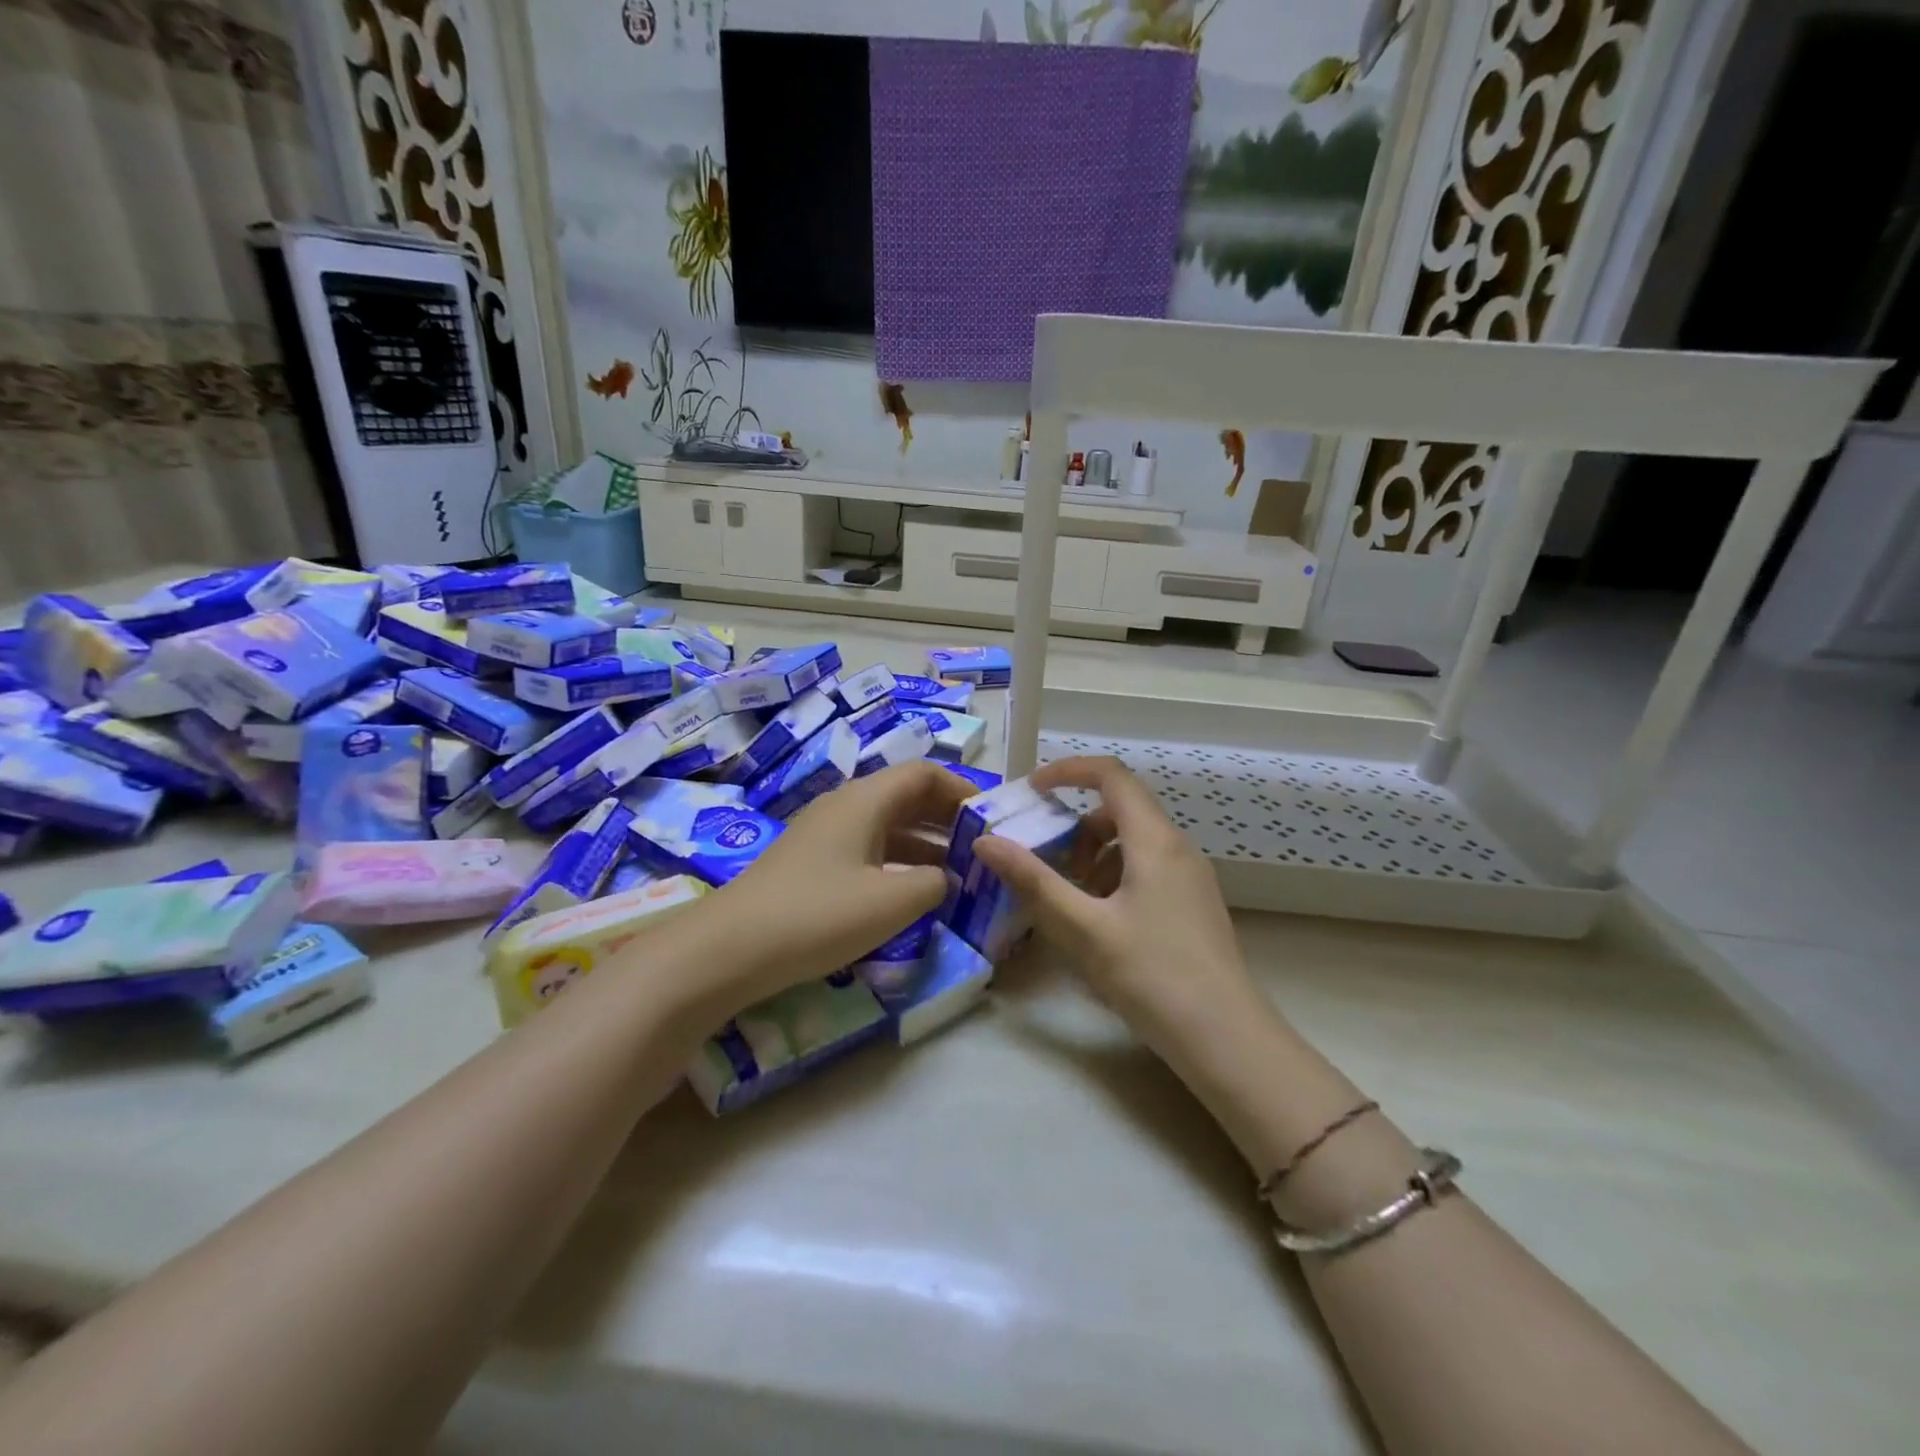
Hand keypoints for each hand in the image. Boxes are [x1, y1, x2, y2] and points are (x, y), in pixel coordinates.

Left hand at [707, 760, 970, 1009]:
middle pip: (906, 796)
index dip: (962, 791)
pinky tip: (912, 892)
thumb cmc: (818, 915)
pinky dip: (898, 862)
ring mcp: (825, 834)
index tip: (992, 820)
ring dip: (925, 843)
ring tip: (958, 873)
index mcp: (865, 800)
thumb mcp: (890, 901)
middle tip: (983, 848)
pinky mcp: (812, 863)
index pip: (924, 773)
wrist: (730, 949)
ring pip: (887, 825)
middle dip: (947, 819)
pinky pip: (868, 849)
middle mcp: (845, 806)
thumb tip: (946, 877)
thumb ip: (933, 884)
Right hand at [971, 756, 1263, 1058]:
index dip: (1067, 771)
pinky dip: (1114, 879)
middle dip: (1076, 828)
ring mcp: (1190, 878)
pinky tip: (1101, 925)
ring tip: (1071, 902)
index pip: (1111, 775)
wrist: (1227, 1040)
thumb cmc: (1152, 976)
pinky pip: (1147, 870)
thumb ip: (1032, 881)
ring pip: (1133, 843)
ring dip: (1094, 857)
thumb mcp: (1083, 929)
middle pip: (1120, 809)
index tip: (1030, 792)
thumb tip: (986, 841)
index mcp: (1154, 840)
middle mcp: (1177, 848)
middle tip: (1046, 864)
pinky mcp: (1193, 905)